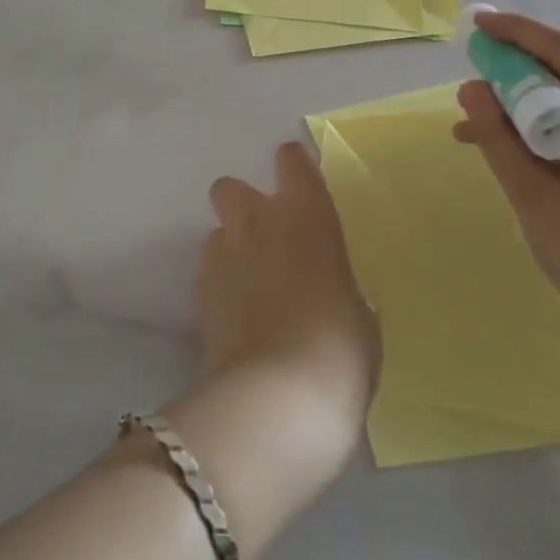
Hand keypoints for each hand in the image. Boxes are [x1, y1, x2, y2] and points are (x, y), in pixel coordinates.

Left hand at [196, 143, 378, 459]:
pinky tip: (237, 313)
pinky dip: (220, 283)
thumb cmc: (340, 349)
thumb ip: (339, 286)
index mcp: (306, 215)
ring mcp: (222, 256)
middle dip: (243, 204)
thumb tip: (329, 291)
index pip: (291, 161)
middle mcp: (257, 222)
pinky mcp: (199, 294)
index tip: (301, 184)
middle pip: (230, 186)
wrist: (277, 398)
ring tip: (250, 283)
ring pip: (215, 230)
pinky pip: (209, 271)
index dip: (294, 167)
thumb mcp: (360, 315)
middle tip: (267, 237)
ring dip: (230, 246)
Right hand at [454, 11, 559, 373]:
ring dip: (523, 108)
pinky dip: (543, 134)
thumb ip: (499, 141)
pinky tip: (508, 154)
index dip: (518, 31)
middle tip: (467, 81)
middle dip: (514, 71)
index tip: (475, 24)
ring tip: (470, 128)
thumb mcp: (535, 201)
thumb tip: (470, 90)